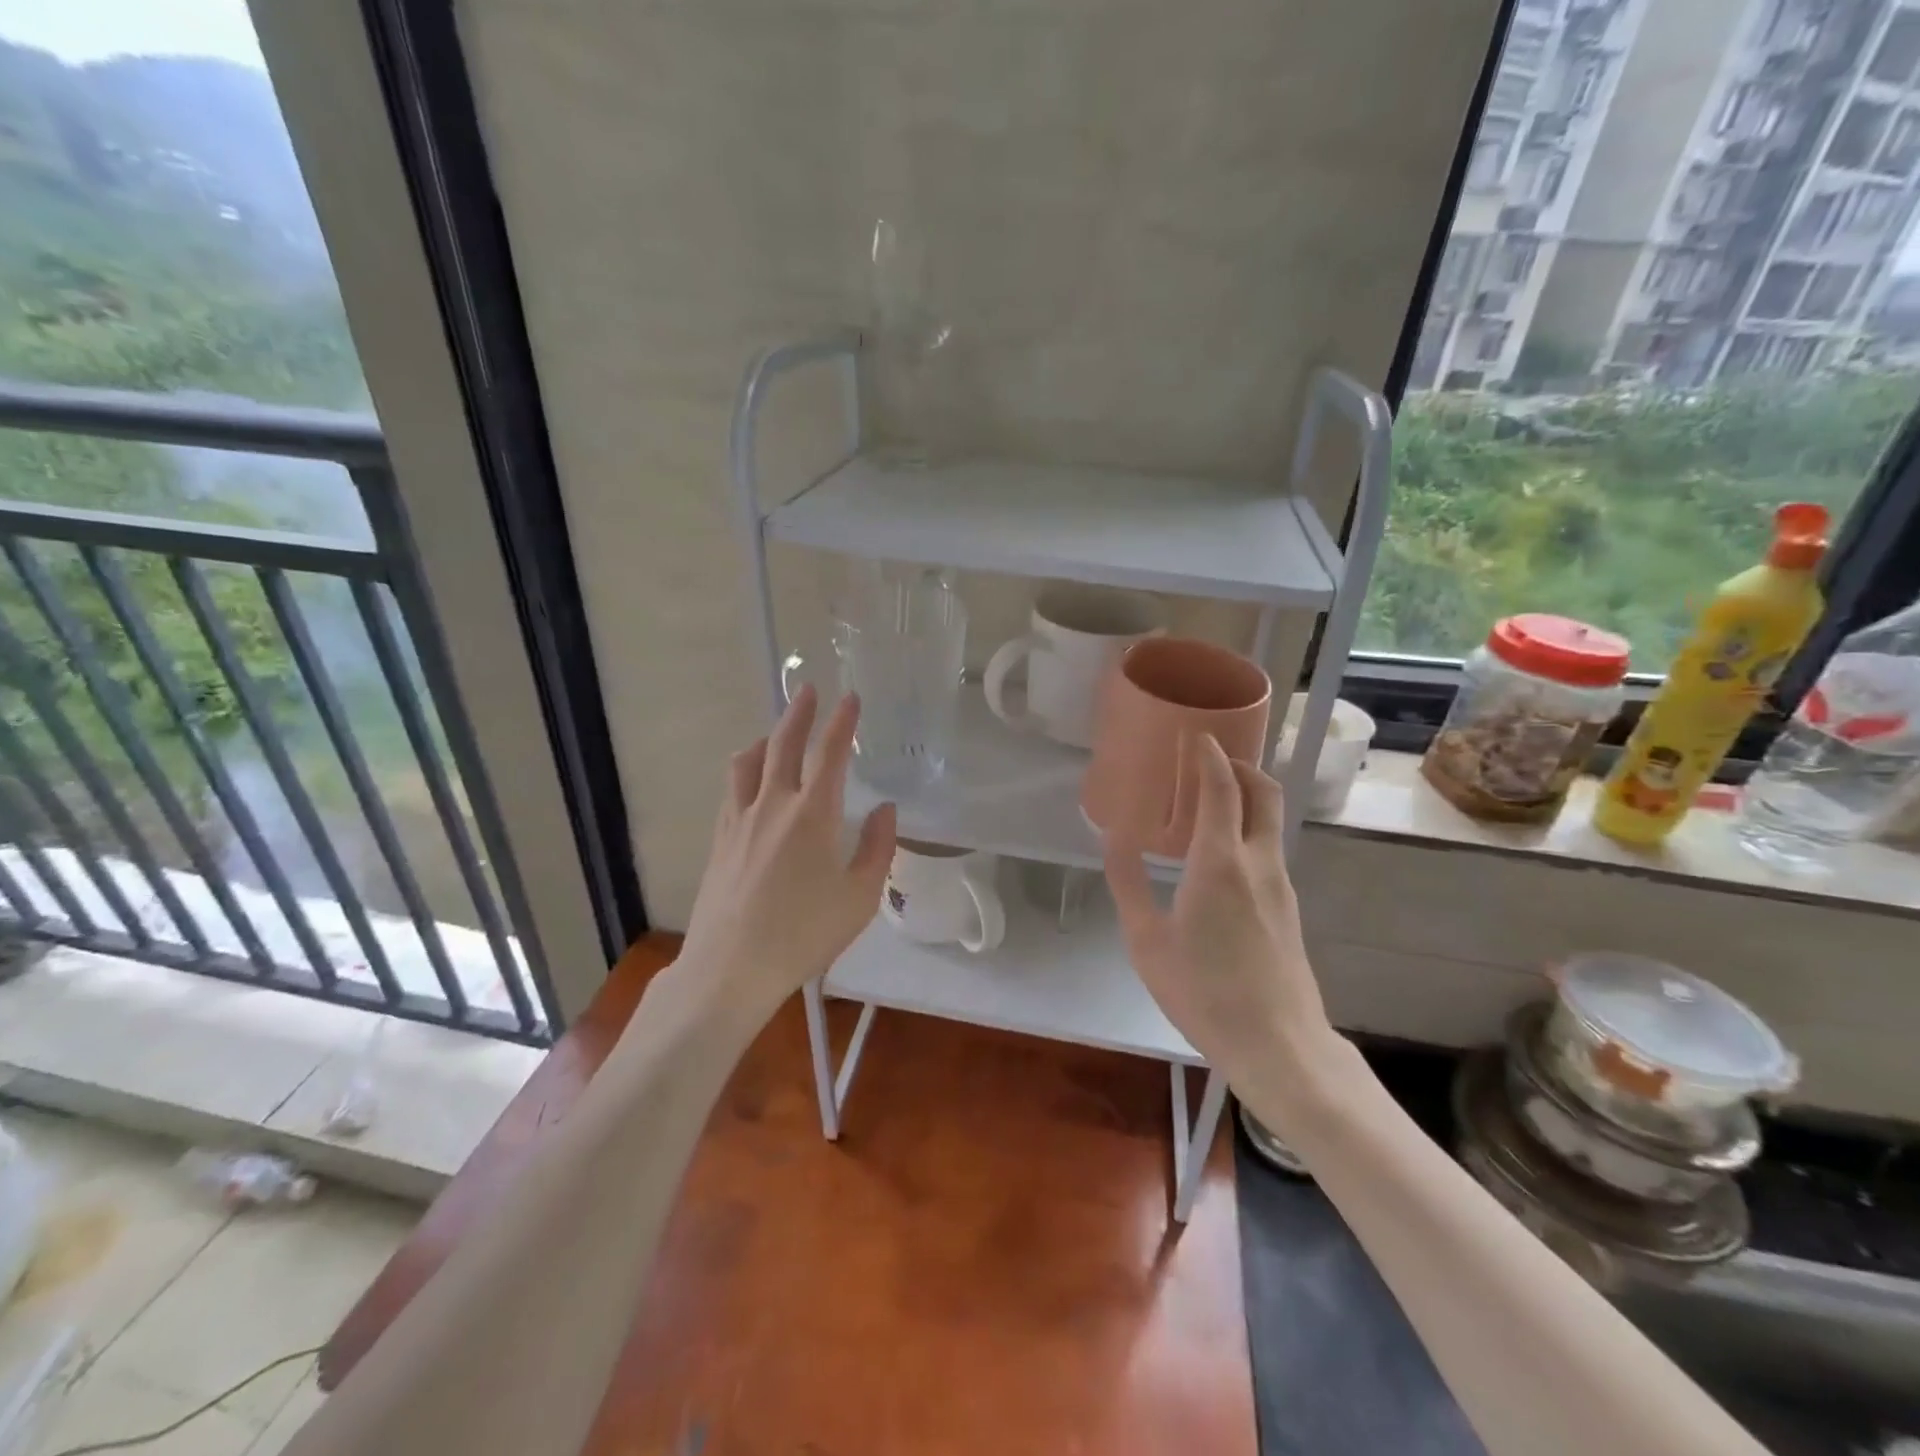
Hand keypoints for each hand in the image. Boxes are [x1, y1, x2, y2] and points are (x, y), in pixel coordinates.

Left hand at [675, 685, 896, 1017]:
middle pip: (783, 744)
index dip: (842, 722)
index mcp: (813, 814)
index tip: (851, 699)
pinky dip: (745, 770)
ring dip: (765, 738)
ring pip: (748, 762)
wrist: (731, 967)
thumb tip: (885, 811)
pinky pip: (731, 789)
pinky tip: (749, 781)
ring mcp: (739, 820)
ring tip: (776, 733)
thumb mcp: (860, 897)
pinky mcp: (719, 840)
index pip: (830, 753)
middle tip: (809, 690)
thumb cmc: (804, 933)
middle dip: (799, 713)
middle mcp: (773, 805)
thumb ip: (877, 848)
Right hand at [1103, 735, 1344, 1116]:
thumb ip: (1128, 885)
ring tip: (1208, 804)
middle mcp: (1258, 862)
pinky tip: (1219, 856)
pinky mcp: (1288, 907)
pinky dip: (1248, 830)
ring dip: (1246, 797)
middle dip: (1240, 765)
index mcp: (1219, 862)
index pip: (1222, 787)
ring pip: (1270, 820)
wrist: (1278, 1044)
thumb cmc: (1203, 991)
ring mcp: (1280, 885)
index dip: (1210, 755)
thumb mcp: (1147, 940)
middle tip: (1209, 761)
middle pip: (1264, 792)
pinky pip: (1269, 849)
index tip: (1196, 734)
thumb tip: (1113, 840)